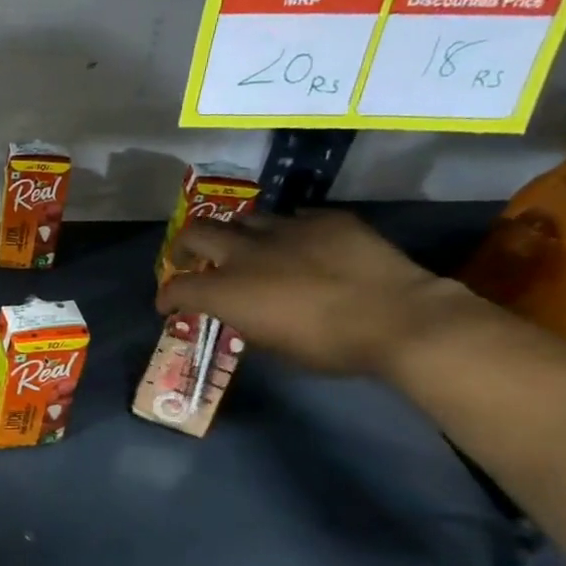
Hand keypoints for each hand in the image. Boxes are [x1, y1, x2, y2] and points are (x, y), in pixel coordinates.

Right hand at [154, 211, 470, 376]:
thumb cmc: (329, 347)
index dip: (166, 297)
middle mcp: (246, 252)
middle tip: (189, 258)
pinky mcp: (325, 219)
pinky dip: (288, 233)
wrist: (398, 318)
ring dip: (237, 236)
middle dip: (185, 246)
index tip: (167, 307)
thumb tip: (241, 311)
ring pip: (245, 220)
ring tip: (248, 249)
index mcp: (228, 290)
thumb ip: (247, 320)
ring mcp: (286, 229)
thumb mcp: (274, 346)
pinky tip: (300, 246)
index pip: (178, 287)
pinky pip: (295, 218)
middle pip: (197, 232)